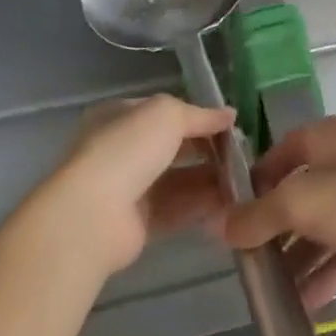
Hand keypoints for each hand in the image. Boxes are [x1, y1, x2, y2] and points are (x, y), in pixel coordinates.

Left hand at [51, 94, 237, 274]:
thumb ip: (201, 115)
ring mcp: (128, 188)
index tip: (231, 126)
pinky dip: (201, 205)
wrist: (93, 215)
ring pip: (178, 180)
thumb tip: (229, 116)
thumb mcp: (167, 114)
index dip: (199, 117)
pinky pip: (176, 209)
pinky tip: (228, 202)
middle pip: (174, 148)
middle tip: (241, 155)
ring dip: (209, 179)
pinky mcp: (137, 223)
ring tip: (242, 180)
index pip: (166, 113)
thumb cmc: (128, 149)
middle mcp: (122, 151)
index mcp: (120, 117)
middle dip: (207, 150)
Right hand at [222, 117, 335, 309]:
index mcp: (326, 138)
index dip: (255, 182)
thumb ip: (259, 214)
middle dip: (274, 228)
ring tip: (269, 294)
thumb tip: (221, 225)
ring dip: (298, 258)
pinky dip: (326, 274)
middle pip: (300, 193)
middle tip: (247, 264)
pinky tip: (303, 306)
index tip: (232, 217)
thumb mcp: (302, 202)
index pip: (280, 153)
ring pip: (323, 226)